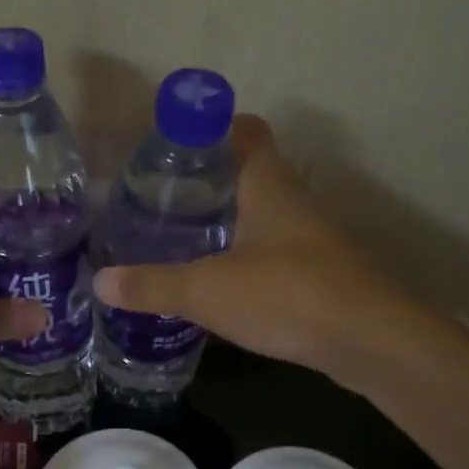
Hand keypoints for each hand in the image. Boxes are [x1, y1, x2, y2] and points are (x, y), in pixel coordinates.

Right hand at [93, 116, 393, 377]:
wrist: (368, 341)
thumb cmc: (287, 295)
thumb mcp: (207, 290)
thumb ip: (152, 285)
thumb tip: (100, 282)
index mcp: (268, 185)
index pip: (245, 132)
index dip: (212, 128)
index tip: (175, 145)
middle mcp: (293, 202)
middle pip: (250, 175)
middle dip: (209, 183)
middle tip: (162, 200)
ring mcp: (310, 239)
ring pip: (262, 217)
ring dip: (227, 223)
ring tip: (180, 240)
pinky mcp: (318, 275)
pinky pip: (272, 254)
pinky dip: (244, 259)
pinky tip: (217, 284)